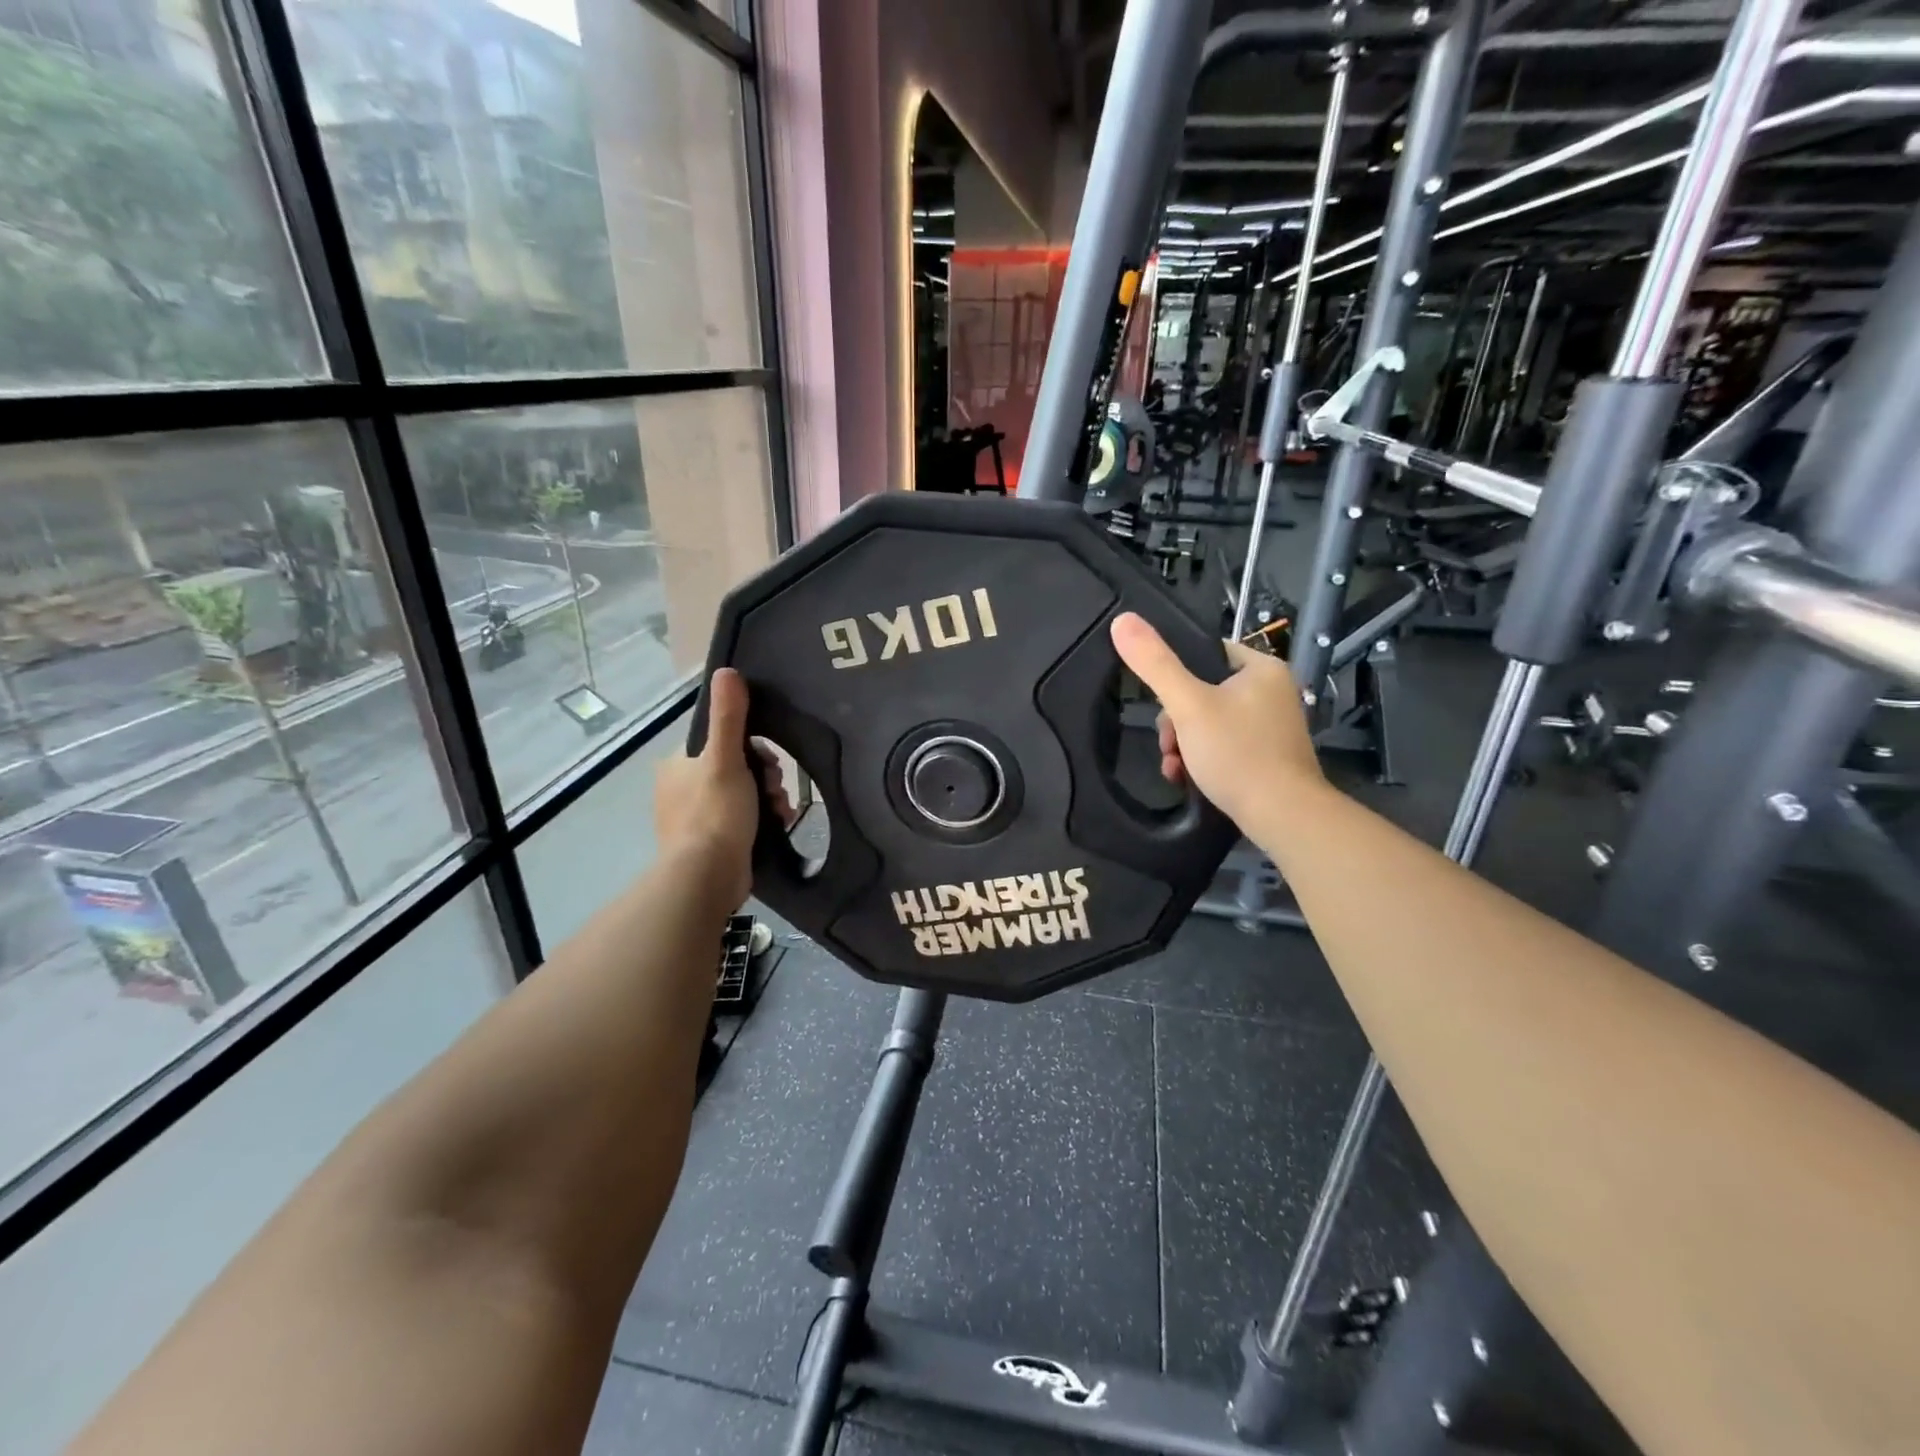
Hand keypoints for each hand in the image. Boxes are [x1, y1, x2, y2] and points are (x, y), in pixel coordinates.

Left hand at [655, 669, 775, 908]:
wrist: (706, 878)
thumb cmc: (715, 813)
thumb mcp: (725, 758)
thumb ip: (729, 716)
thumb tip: (726, 671)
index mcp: (677, 765)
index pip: (721, 741)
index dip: (752, 748)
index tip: (770, 762)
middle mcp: (680, 789)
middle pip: (736, 768)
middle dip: (765, 776)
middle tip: (776, 789)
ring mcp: (694, 819)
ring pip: (743, 795)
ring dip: (769, 798)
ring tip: (781, 811)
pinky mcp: (709, 844)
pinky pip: (742, 820)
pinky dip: (763, 820)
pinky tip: (779, 825)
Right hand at [1109, 612, 1323, 829]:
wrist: (1283, 816)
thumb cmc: (1237, 753)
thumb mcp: (1188, 705)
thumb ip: (1155, 664)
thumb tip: (1122, 620)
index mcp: (1262, 668)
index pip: (1206, 654)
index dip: (1175, 676)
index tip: (1162, 704)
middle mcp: (1272, 692)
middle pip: (1203, 692)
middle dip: (1176, 722)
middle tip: (1168, 745)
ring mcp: (1272, 726)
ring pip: (1209, 723)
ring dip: (1183, 744)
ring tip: (1174, 767)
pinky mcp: (1268, 756)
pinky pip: (1224, 746)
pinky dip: (1202, 760)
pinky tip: (1187, 779)